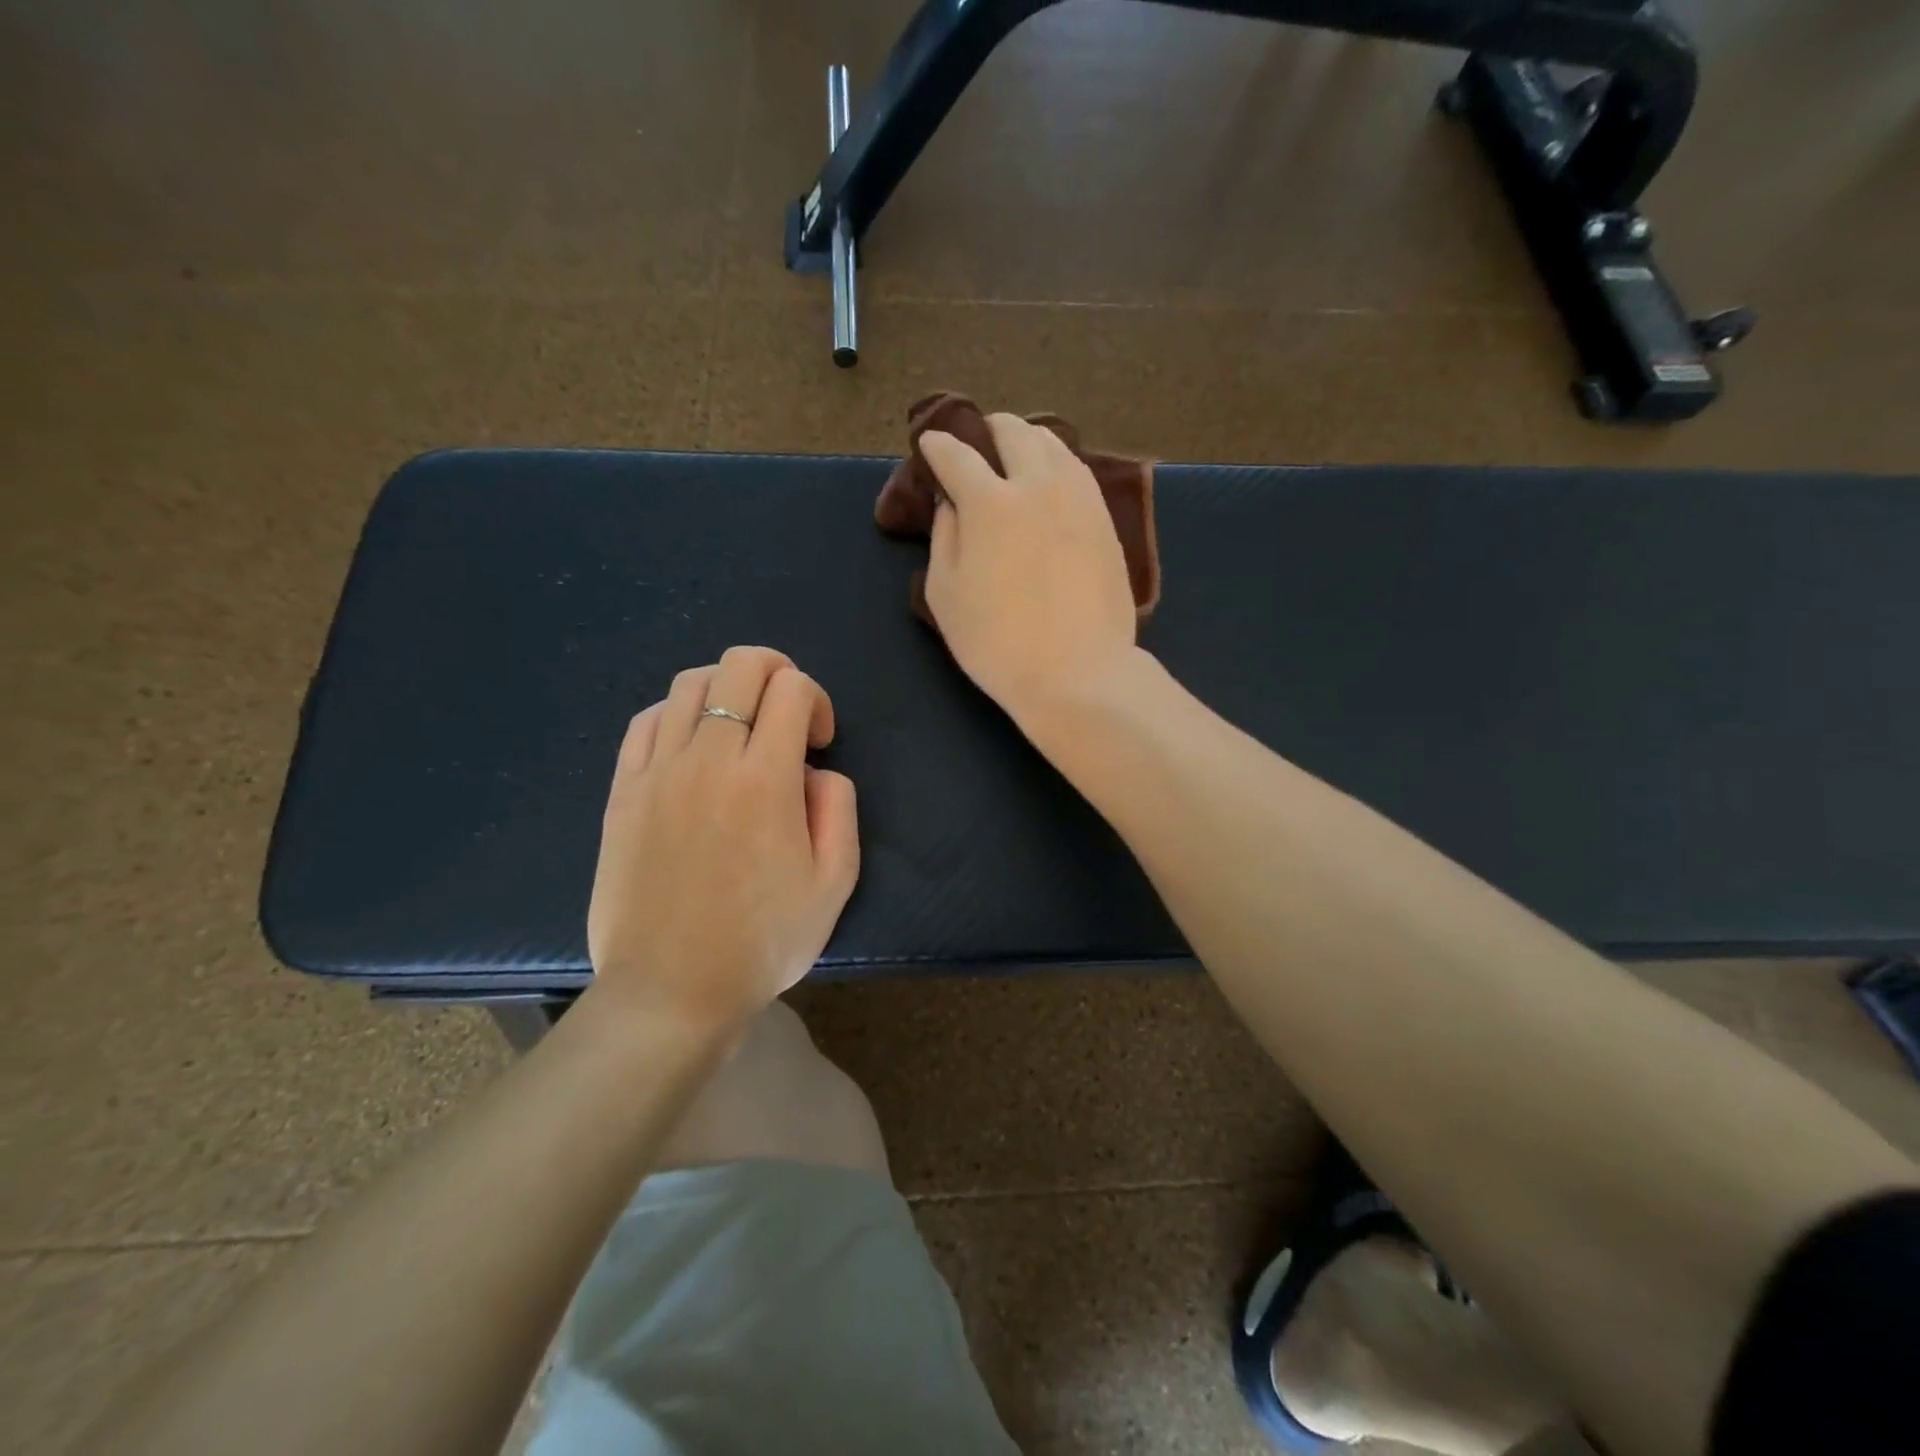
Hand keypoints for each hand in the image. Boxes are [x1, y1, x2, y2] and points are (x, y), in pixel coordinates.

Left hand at [586, 646, 859, 1031]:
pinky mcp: (623, 790)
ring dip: (728, 690)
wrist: (672, 991)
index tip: (820, 742)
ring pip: (691, 684)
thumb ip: (838, 806)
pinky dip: (680, 714)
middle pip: (740, 665)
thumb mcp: (835, 881)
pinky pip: (648, 720)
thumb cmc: (763, 941)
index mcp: (766, 779)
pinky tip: (694, 747)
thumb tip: (812, 771)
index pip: (793, 688)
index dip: (817, 700)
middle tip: (788, 714)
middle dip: (777, 671)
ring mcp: (658, 771)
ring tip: (741, 731)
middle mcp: (709, 759)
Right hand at [920, 415, 1140, 719]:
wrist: (1078, 674)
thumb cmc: (998, 643)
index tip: (930, 443)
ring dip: (1028, 441)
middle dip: (988, 429)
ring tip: (1017, 458)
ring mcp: (1079, 499)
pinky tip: (1052, 484)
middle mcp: (1038, 485)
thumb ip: (944, 538)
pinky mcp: (1106, 520)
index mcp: (990, 502)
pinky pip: (1079, 472)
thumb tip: (952, 504)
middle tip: (977, 444)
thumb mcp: (946, 595)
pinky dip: (1058, 465)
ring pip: (1054, 444)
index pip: (957, 455)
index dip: (937, 445)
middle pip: (1013, 431)